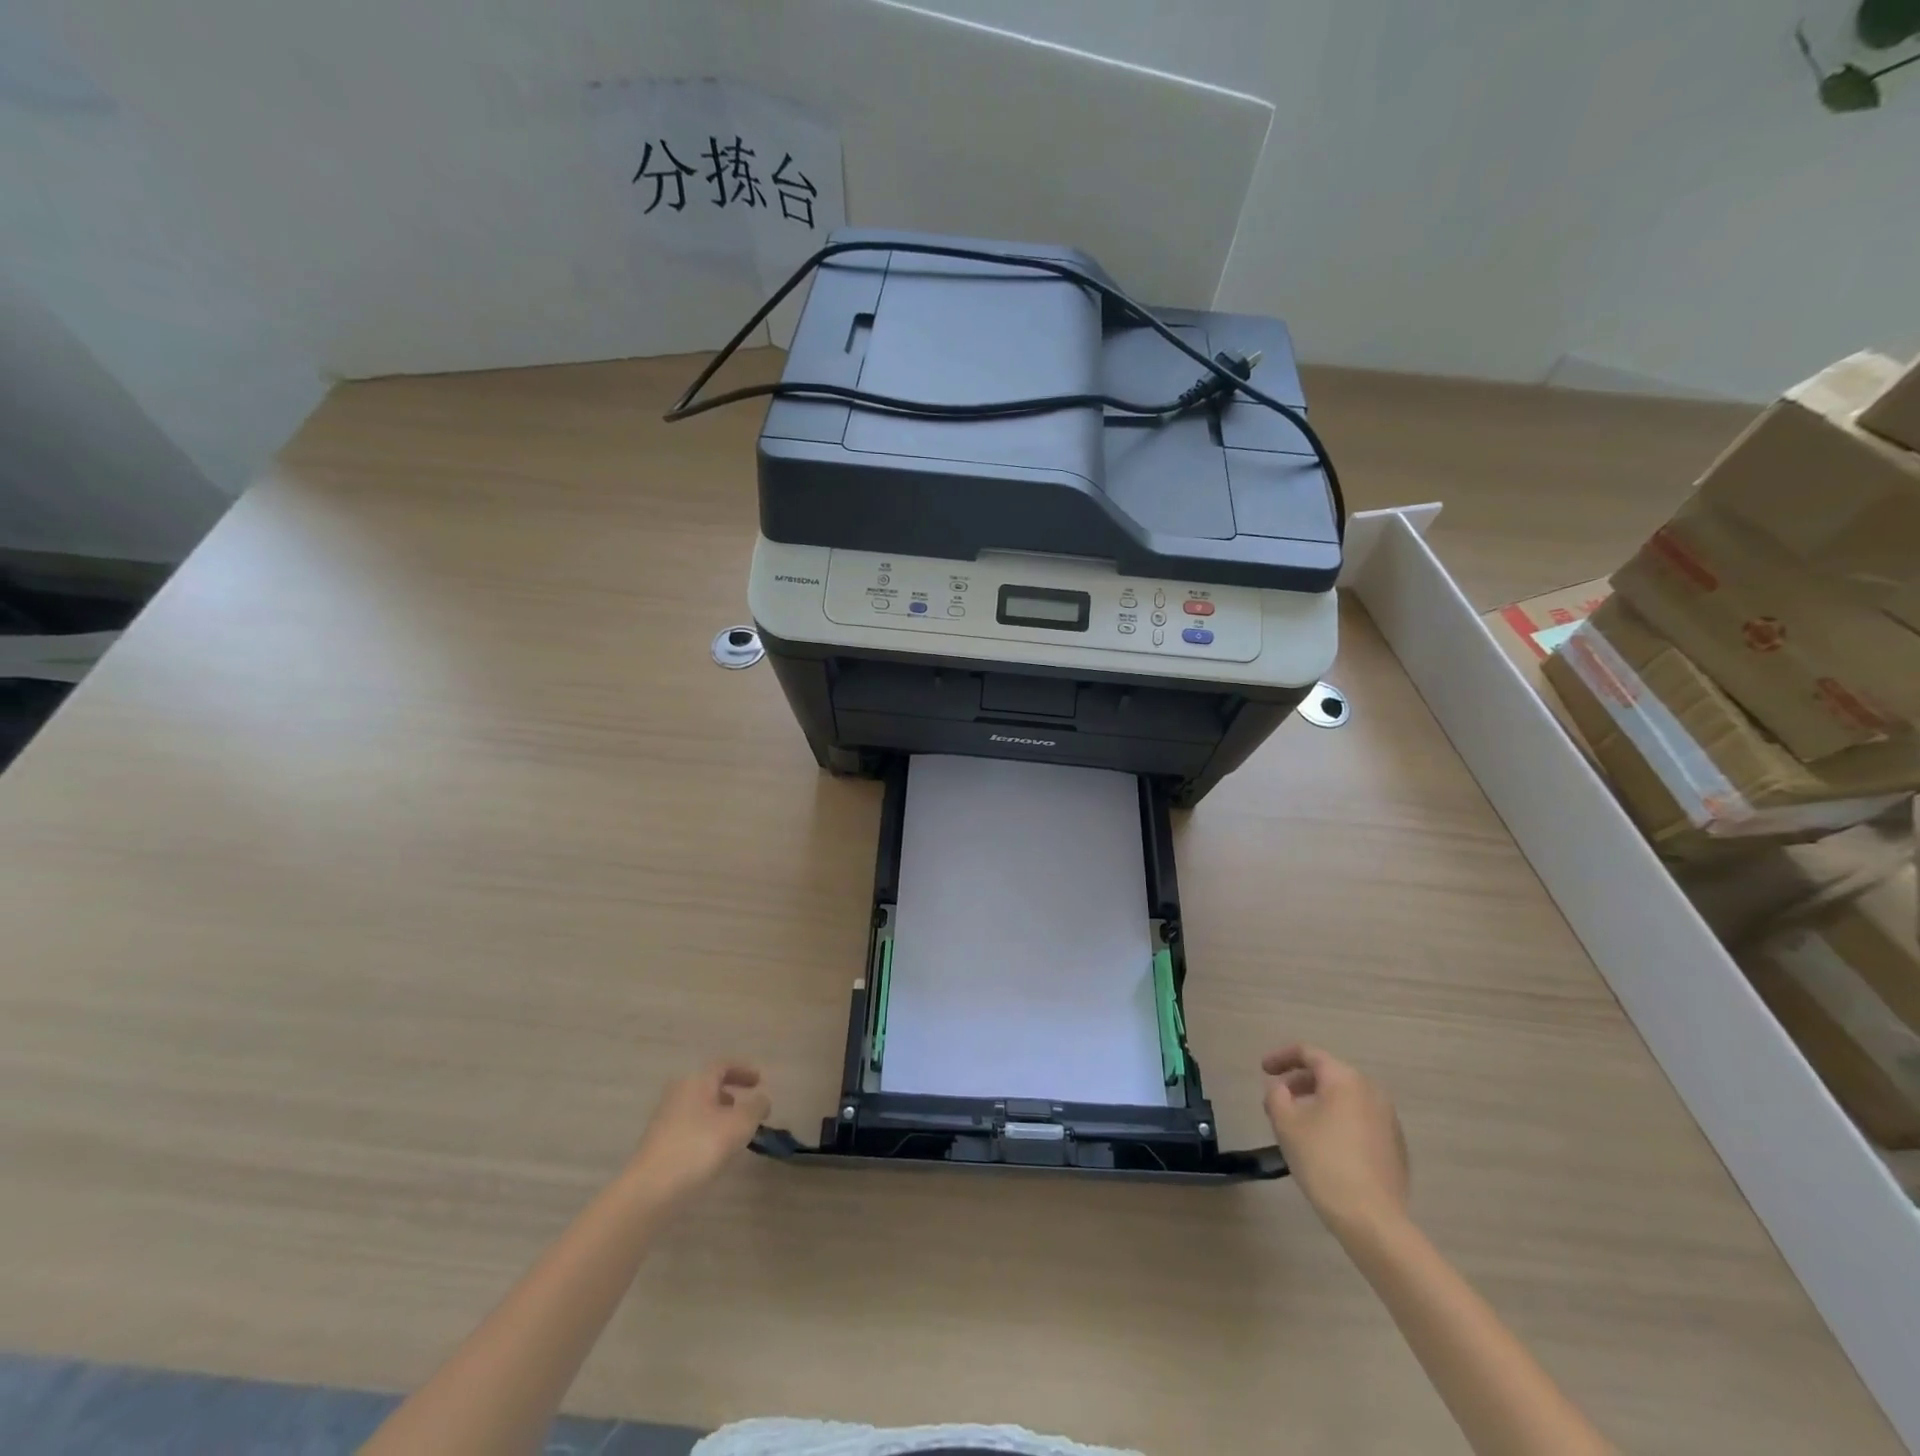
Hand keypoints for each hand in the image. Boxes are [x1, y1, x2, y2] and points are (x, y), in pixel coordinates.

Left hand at [627, 1062, 771, 1205]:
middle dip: (730, 1093)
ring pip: (698, 1108)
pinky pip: (689, 1127)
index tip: (760, 1081)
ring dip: (718, 1114)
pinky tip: (714, 1152)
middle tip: (747, 1106)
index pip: (722, 1066)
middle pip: (708, 1086)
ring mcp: (665, 1119)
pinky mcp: (659, 1143)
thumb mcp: (739, 1125)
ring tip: (734, 1133)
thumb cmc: (699, 1147)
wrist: (650, 1189)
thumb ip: (756, 1108)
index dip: (743, 1071)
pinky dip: (706, 1131)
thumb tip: (762, 1100)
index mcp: (696, 1081)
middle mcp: (678, 1093)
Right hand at [1263, 1045, 1409, 1236]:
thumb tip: (1281, 1088)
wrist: (1372, 1219)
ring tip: (1299, 1123)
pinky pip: (1360, 1120)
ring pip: (1346, 1098)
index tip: (1263, 1070)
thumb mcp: (1285, 1123)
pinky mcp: (1396, 1146)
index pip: (1308, 1053)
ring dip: (1319, 1102)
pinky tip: (1326, 1146)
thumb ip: (1276, 1095)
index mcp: (1344, 1079)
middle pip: (1329, 1074)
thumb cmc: (1323, 1162)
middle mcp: (1371, 1091)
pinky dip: (1339, 1121)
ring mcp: (1388, 1119)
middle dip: (1300, 1082)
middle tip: (1278, 1099)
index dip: (1281, 1057)